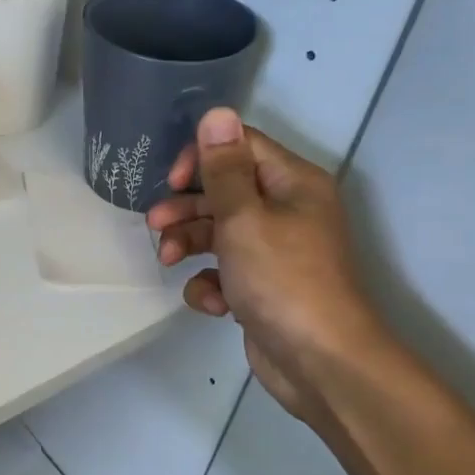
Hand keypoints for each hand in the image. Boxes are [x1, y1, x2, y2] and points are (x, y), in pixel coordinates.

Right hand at [145, 108, 388, 424]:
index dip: (201, 157)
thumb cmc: (282, 279)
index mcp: (292, 183)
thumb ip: (223, 168)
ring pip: (217, 232)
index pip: (240, 146)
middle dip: (186, 207)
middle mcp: (286, 210)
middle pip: (223, 191)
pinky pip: (224, 271)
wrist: (319, 362)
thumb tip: (217, 112)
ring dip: (188, 243)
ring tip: (168, 261)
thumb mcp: (244, 217)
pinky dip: (211, 283)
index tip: (173, 181)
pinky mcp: (261, 287)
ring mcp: (274, 251)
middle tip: (155, 224)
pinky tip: (212, 302)